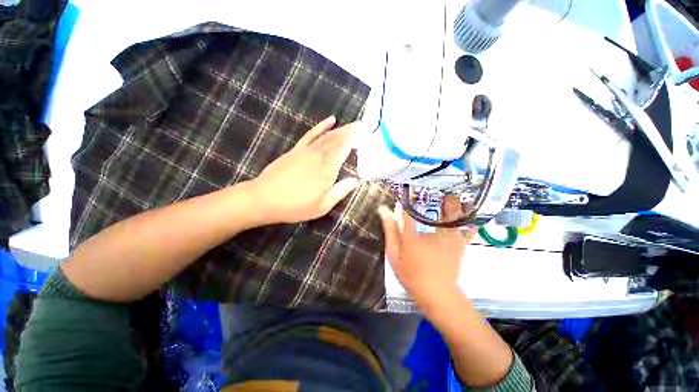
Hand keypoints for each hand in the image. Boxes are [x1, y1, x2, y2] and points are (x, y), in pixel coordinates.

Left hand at [252, 116, 359, 223]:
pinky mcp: (296, 150)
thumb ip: (340, 191)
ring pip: (327, 136)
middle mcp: (318, 157)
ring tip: (351, 124)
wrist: (264, 199)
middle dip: (350, 131)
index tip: (365, 132)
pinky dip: (321, 126)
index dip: (355, 139)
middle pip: (337, 140)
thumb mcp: (322, 206)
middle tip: (362, 125)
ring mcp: (306, 151)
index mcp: (327, 170)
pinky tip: (330, 121)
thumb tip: (356, 180)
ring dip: (340, 129)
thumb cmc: (295, 206)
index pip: (343, 149)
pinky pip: (311, 134)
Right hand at [378, 197, 473, 306]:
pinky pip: (468, 226)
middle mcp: (434, 232)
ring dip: (453, 201)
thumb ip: (390, 231)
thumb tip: (384, 210)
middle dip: (436, 194)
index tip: (405, 188)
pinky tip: (467, 208)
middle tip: (433, 185)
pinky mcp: (460, 243)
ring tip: (448, 192)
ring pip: (455, 213)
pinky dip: (468, 216)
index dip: (406, 198)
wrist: (436, 294)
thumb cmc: (411, 274)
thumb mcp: (394, 254)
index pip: (408, 211)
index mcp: (414, 235)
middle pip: (436, 207)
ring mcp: (451, 237)